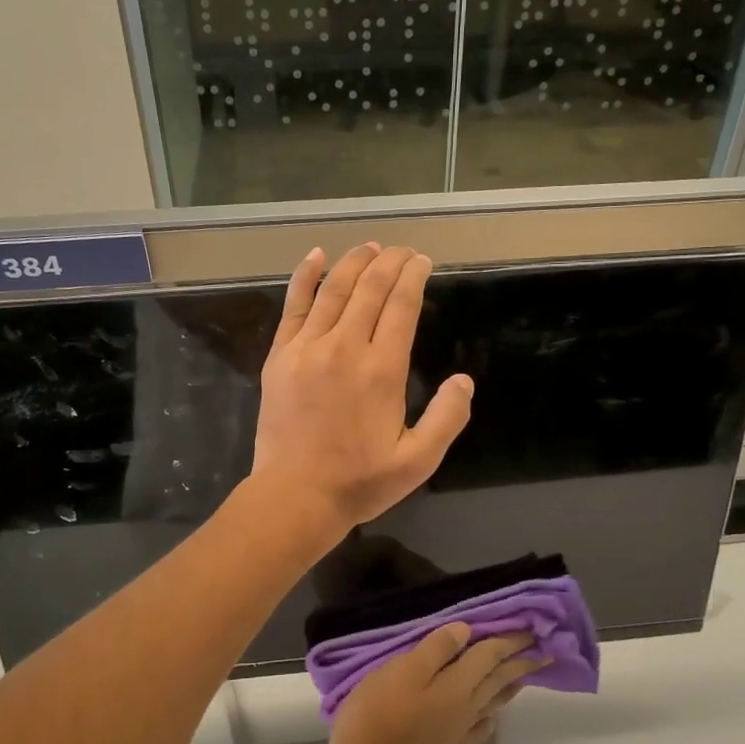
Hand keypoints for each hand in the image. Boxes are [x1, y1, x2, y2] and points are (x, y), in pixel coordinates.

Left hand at [251, 244, 472, 538]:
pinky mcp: (280, 356)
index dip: (413, 277)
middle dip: (390, 262)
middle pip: (370, 289)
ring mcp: (307, 348)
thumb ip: (447, 418)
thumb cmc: (360, 482)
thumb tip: (464, 380)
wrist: (295, 496)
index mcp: (382, 370)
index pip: (401, 306)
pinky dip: (304, 277)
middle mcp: (345, 348)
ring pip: (333, 290)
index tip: (422, 262)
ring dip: (354, 262)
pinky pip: (293, 306)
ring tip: (370, 246)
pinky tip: (315, 256)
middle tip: (402, 251)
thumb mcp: (418, 461)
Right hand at [328, 625, 548, 743]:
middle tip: (543, 651)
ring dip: (510, 687)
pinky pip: (478, 729)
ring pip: (493, 703)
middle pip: (498, 680)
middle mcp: (466, 707)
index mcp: (458, 685)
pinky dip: (489, 719)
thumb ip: (436, 649)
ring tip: (523, 678)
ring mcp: (457, 729)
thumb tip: (466, 631)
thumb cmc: (381, 709)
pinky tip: (490, 719)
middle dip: (520, 663)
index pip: (490, 656)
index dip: (510, 641)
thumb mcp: (405, 669)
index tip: (532, 630)